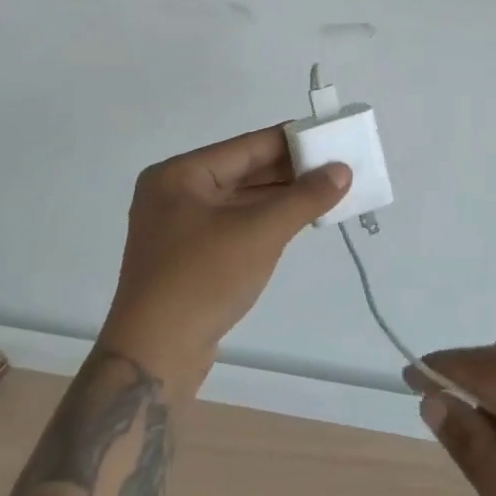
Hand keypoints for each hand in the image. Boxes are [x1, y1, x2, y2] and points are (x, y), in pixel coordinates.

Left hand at [99, 126, 349, 398]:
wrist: (153, 358)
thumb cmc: (203, 280)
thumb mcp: (260, 233)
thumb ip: (304, 198)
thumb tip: (342, 170)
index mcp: (180, 174)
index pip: (247, 146)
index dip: (292, 141)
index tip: (330, 137)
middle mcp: (175, 192)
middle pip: (243, 171)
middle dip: (290, 172)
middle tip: (337, 167)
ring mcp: (179, 226)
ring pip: (241, 200)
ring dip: (281, 198)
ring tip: (328, 192)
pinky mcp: (188, 256)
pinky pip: (234, 224)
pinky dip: (265, 221)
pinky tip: (298, 220)